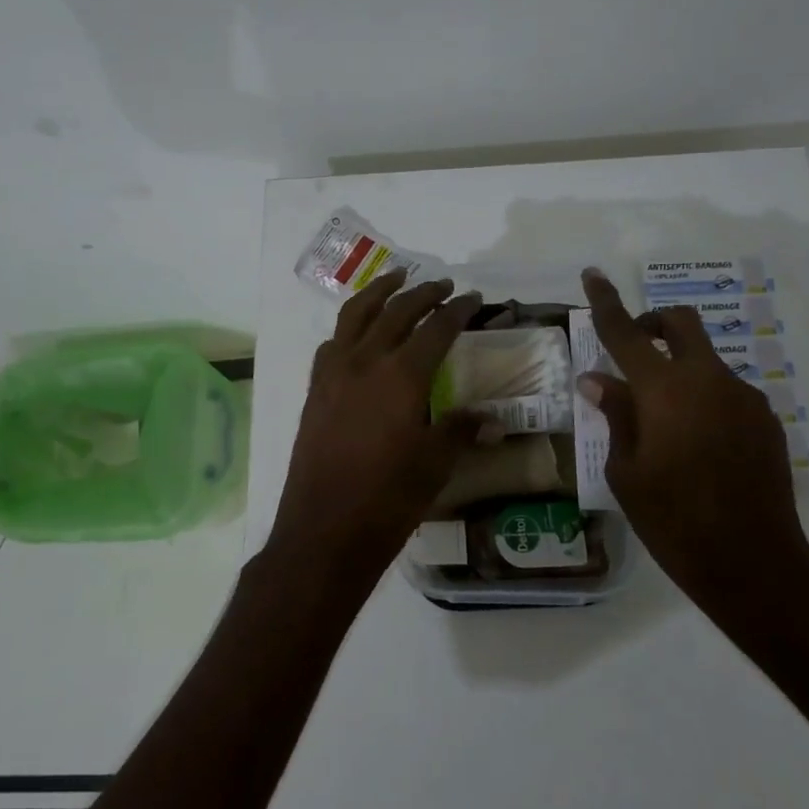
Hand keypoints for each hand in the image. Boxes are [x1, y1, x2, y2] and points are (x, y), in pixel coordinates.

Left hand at [270, 269, 494, 603]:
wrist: (324, 530)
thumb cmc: (387, 499)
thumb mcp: (436, 464)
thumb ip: (461, 430)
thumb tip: (493, 418)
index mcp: (402, 375)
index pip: (437, 328)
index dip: (459, 310)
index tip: (475, 298)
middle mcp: (365, 361)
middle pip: (396, 311)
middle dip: (423, 293)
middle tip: (444, 285)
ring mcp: (334, 373)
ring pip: (356, 315)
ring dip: (379, 292)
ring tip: (397, 278)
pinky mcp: (315, 389)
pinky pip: (333, 342)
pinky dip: (350, 325)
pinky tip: (359, 332)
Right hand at [578, 269, 808, 626]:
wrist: (753, 562)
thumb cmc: (672, 520)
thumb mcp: (626, 470)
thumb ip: (615, 414)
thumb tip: (598, 379)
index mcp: (663, 390)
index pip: (624, 332)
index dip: (605, 301)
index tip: (593, 274)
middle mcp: (707, 380)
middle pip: (681, 323)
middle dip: (654, 323)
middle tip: (633, 348)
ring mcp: (743, 397)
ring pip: (705, 360)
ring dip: (679, 369)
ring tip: (663, 422)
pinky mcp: (765, 419)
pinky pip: (726, 390)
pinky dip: (703, 397)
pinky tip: (696, 444)